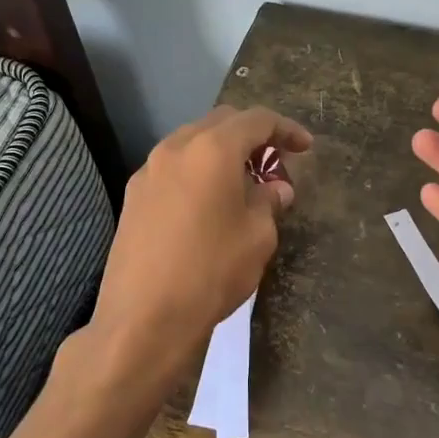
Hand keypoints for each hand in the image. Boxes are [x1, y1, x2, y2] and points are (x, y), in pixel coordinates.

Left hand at [86, 105, 311, 401]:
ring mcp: (148, 172)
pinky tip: (208, 205)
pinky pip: (173, 169)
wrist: (145, 317)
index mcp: (212, 149)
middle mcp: (175, 148)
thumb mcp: (258, 236)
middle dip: (252, 136)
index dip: (286, 129)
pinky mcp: (132, 197)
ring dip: (221, 154)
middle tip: (274, 165)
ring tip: (242, 185)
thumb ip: (269, 202)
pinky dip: (197, 173)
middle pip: (221, 123)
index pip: (256, 120)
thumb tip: (275, 189)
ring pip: (192, 144)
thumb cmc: (212, 270)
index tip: (306, 147)